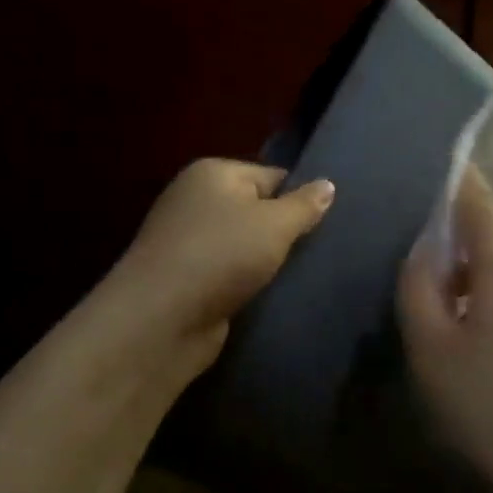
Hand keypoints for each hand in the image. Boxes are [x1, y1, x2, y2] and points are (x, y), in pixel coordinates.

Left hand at [111, 158, 333, 365]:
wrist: (162, 318)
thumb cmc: (221, 255)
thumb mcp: (274, 224)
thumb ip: (304, 205)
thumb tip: (328, 185)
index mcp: (213, 174)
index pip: (271, 176)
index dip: (300, 197)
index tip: (330, 223)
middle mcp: (196, 201)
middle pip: (257, 210)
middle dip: (285, 231)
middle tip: (322, 250)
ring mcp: (189, 241)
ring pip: (245, 245)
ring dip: (268, 261)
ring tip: (304, 275)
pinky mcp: (188, 279)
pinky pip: (231, 273)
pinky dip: (249, 282)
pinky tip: (273, 295)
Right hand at [397, 172, 492, 492]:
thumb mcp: (434, 349)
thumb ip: (419, 290)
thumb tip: (424, 255)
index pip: (480, 202)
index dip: (459, 182)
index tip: (444, 167)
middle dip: (463, 233)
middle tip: (427, 253)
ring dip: (478, 269)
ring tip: (446, 297)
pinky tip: (480, 332)